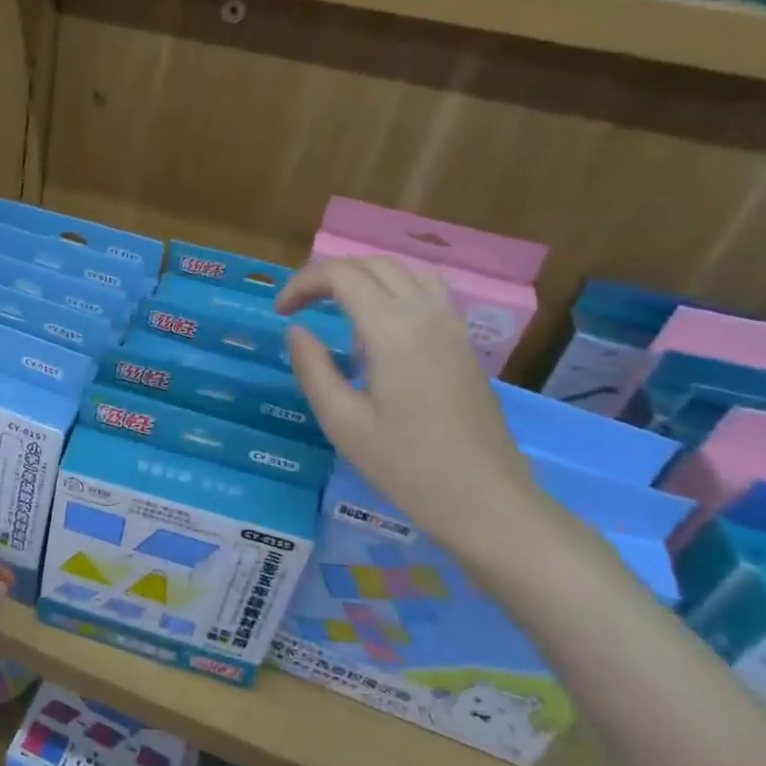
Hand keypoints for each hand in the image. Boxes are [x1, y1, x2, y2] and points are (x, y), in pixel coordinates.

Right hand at [278, 257, 538, 557]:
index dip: (303, 283)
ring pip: (405, 272)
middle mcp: (426, 315)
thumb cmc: (407, 466)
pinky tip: (380, 327)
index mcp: (393, 330)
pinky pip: (428, 292)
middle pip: (373, 265)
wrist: (485, 500)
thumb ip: (313, 368)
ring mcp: (452, 327)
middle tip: (299, 307)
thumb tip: (297, 331)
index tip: (280, 312)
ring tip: (336, 309)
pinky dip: (394, 290)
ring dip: (364, 278)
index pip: (342, 276)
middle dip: (329, 276)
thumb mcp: (343, 423)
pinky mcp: (464, 344)